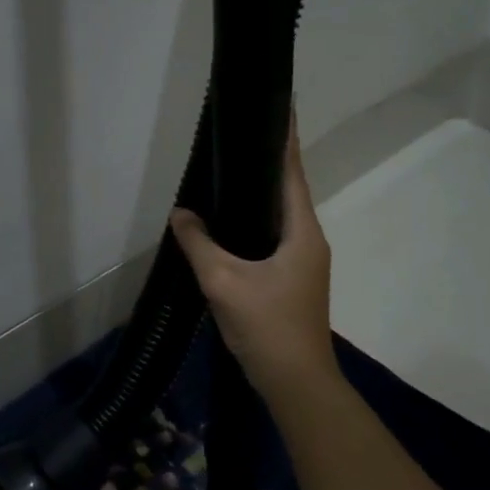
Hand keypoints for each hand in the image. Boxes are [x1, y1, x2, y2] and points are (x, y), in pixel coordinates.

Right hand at [170, 122, 336, 402]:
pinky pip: (272, 239)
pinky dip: (254, 224)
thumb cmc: (266, 326)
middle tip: (241, 136)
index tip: (281, 107)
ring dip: (260, 195)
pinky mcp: (293, 280)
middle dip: (268, 163)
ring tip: (232, 173)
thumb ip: (199, 243)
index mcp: (302, 232)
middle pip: (288, 192)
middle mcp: (309, 241)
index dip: (285, 140)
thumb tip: (180, 213)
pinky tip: (230, 226)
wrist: (296, 382)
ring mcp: (303, 262)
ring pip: (279, 218)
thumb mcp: (224, 281)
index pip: (292, 174)